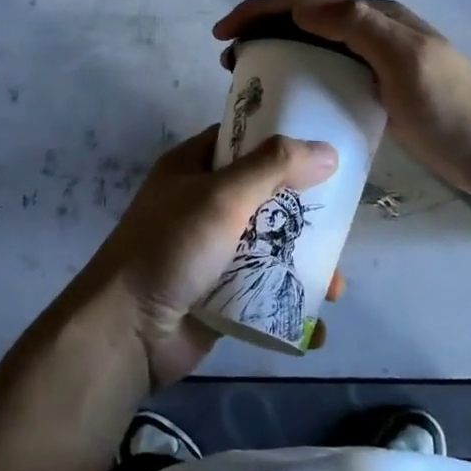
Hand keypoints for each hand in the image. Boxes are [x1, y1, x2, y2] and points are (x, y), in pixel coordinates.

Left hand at [81, 126, 338, 388]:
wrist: (127, 331)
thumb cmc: (172, 247)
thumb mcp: (222, 196)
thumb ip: (273, 167)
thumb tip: (327, 150)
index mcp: (193, 167)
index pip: (242, 140)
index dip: (281, 140)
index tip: (326, 147)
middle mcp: (203, 204)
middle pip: (265, 196)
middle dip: (304, 213)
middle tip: (343, 224)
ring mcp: (211, 252)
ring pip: (270, 247)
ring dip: (305, 265)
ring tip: (336, 288)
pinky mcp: (220, 295)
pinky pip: (263, 293)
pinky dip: (289, 306)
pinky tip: (316, 326)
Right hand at [215, 0, 470, 198]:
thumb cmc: (451, 106)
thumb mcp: (407, 59)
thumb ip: (358, 25)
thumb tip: (300, 6)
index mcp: (376, 16)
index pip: (307, 1)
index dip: (261, 9)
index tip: (224, 32)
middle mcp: (371, 31)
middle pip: (304, 19)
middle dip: (261, 28)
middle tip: (228, 56)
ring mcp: (374, 63)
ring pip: (312, 46)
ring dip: (275, 51)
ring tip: (245, 74)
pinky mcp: (375, 92)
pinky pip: (325, 75)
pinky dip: (297, 77)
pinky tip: (284, 98)